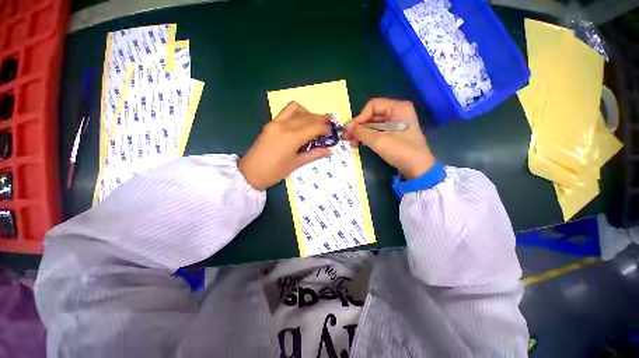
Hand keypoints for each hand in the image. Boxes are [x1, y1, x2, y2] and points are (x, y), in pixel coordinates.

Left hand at [239, 101, 331, 189]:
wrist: (250, 173)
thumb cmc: (275, 172)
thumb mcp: (297, 164)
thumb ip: (314, 154)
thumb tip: (330, 150)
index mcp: (292, 137)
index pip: (314, 127)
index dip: (325, 128)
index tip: (332, 132)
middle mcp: (285, 125)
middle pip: (308, 117)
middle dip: (321, 120)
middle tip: (328, 127)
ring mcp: (276, 122)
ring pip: (297, 110)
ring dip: (309, 114)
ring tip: (315, 124)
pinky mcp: (271, 123)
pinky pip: (286, 111)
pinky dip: (297, 113)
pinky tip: (301, 122)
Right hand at [344, 99, 434, 179]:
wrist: (417, 169)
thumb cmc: (400, 150)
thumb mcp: (378, 140)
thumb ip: (360, 131)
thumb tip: (345, 126)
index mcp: (398, 108)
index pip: (373, 106)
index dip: (360, 117)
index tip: (351, 130)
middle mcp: (397, 112)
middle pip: (372, 115)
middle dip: (359, 127)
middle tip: (347, 137)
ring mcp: (396, 124)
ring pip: (373, 125)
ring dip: (361, 133)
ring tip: (351, 143)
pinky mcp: (393, 134)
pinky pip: (377, 132)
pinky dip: (368, 137)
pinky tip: (359, 143)